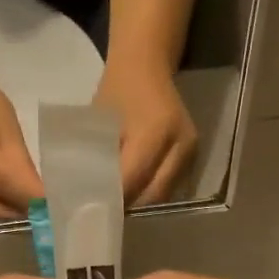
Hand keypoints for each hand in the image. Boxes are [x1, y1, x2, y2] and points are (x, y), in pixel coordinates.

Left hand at [93, 60, 197, 204]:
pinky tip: (133, 192)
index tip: (93, 211)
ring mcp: (191, 150)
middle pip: (153, 193)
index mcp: (155, 131)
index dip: (113, 198)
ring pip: (164, 193)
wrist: (147, 65)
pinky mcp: (194, 153)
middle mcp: (180, 143)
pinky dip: (151, 191)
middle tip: (104, 213)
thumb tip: (84, 192)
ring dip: (140, 202)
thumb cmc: (118, 90)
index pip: (133, 179)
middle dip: (128, 205)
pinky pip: (172, 184)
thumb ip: (96, 157)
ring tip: (117, 205)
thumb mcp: (99, 122)